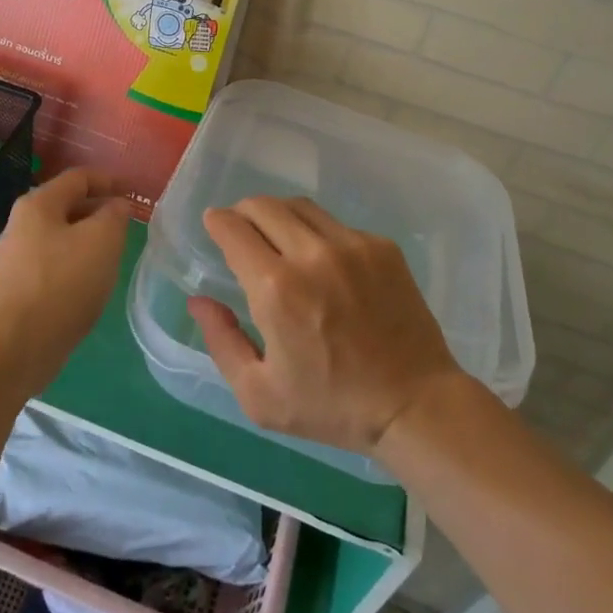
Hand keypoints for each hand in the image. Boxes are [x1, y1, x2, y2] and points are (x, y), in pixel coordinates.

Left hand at [0, 168, 130, 399]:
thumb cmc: (62, 285)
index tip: (134, 192)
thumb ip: (115, 215)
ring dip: (88, 240)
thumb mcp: (102, 241)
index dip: (109, 180)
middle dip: (99, 211)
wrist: (13, 349)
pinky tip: (89, 284)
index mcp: (38, 204)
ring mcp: (15, 257)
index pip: (79, 178)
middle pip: (67, 206)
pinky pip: (52, 264)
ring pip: (61, 236)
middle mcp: (21, 224)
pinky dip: (75, 264)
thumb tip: (115, 205)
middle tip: (127, 225)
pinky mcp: (16, 288)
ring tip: (113, 255)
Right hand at [189, 197, 462, 453]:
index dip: (217, 221)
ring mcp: (351, 245)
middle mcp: (311, 254)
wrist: (414, 405)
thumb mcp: (260, 395)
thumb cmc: (331, 407)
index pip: (234, 229)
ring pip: (300, 206)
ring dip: (278, 215)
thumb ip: (222, 341)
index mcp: (276, 289)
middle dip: (243, 212)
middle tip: (241, 229)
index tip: (214, 224)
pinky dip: (316, 232)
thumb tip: (198, 299)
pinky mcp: (381, 246)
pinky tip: (322, 261)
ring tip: (277, 237)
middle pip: (264, 206)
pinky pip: (335, 224)